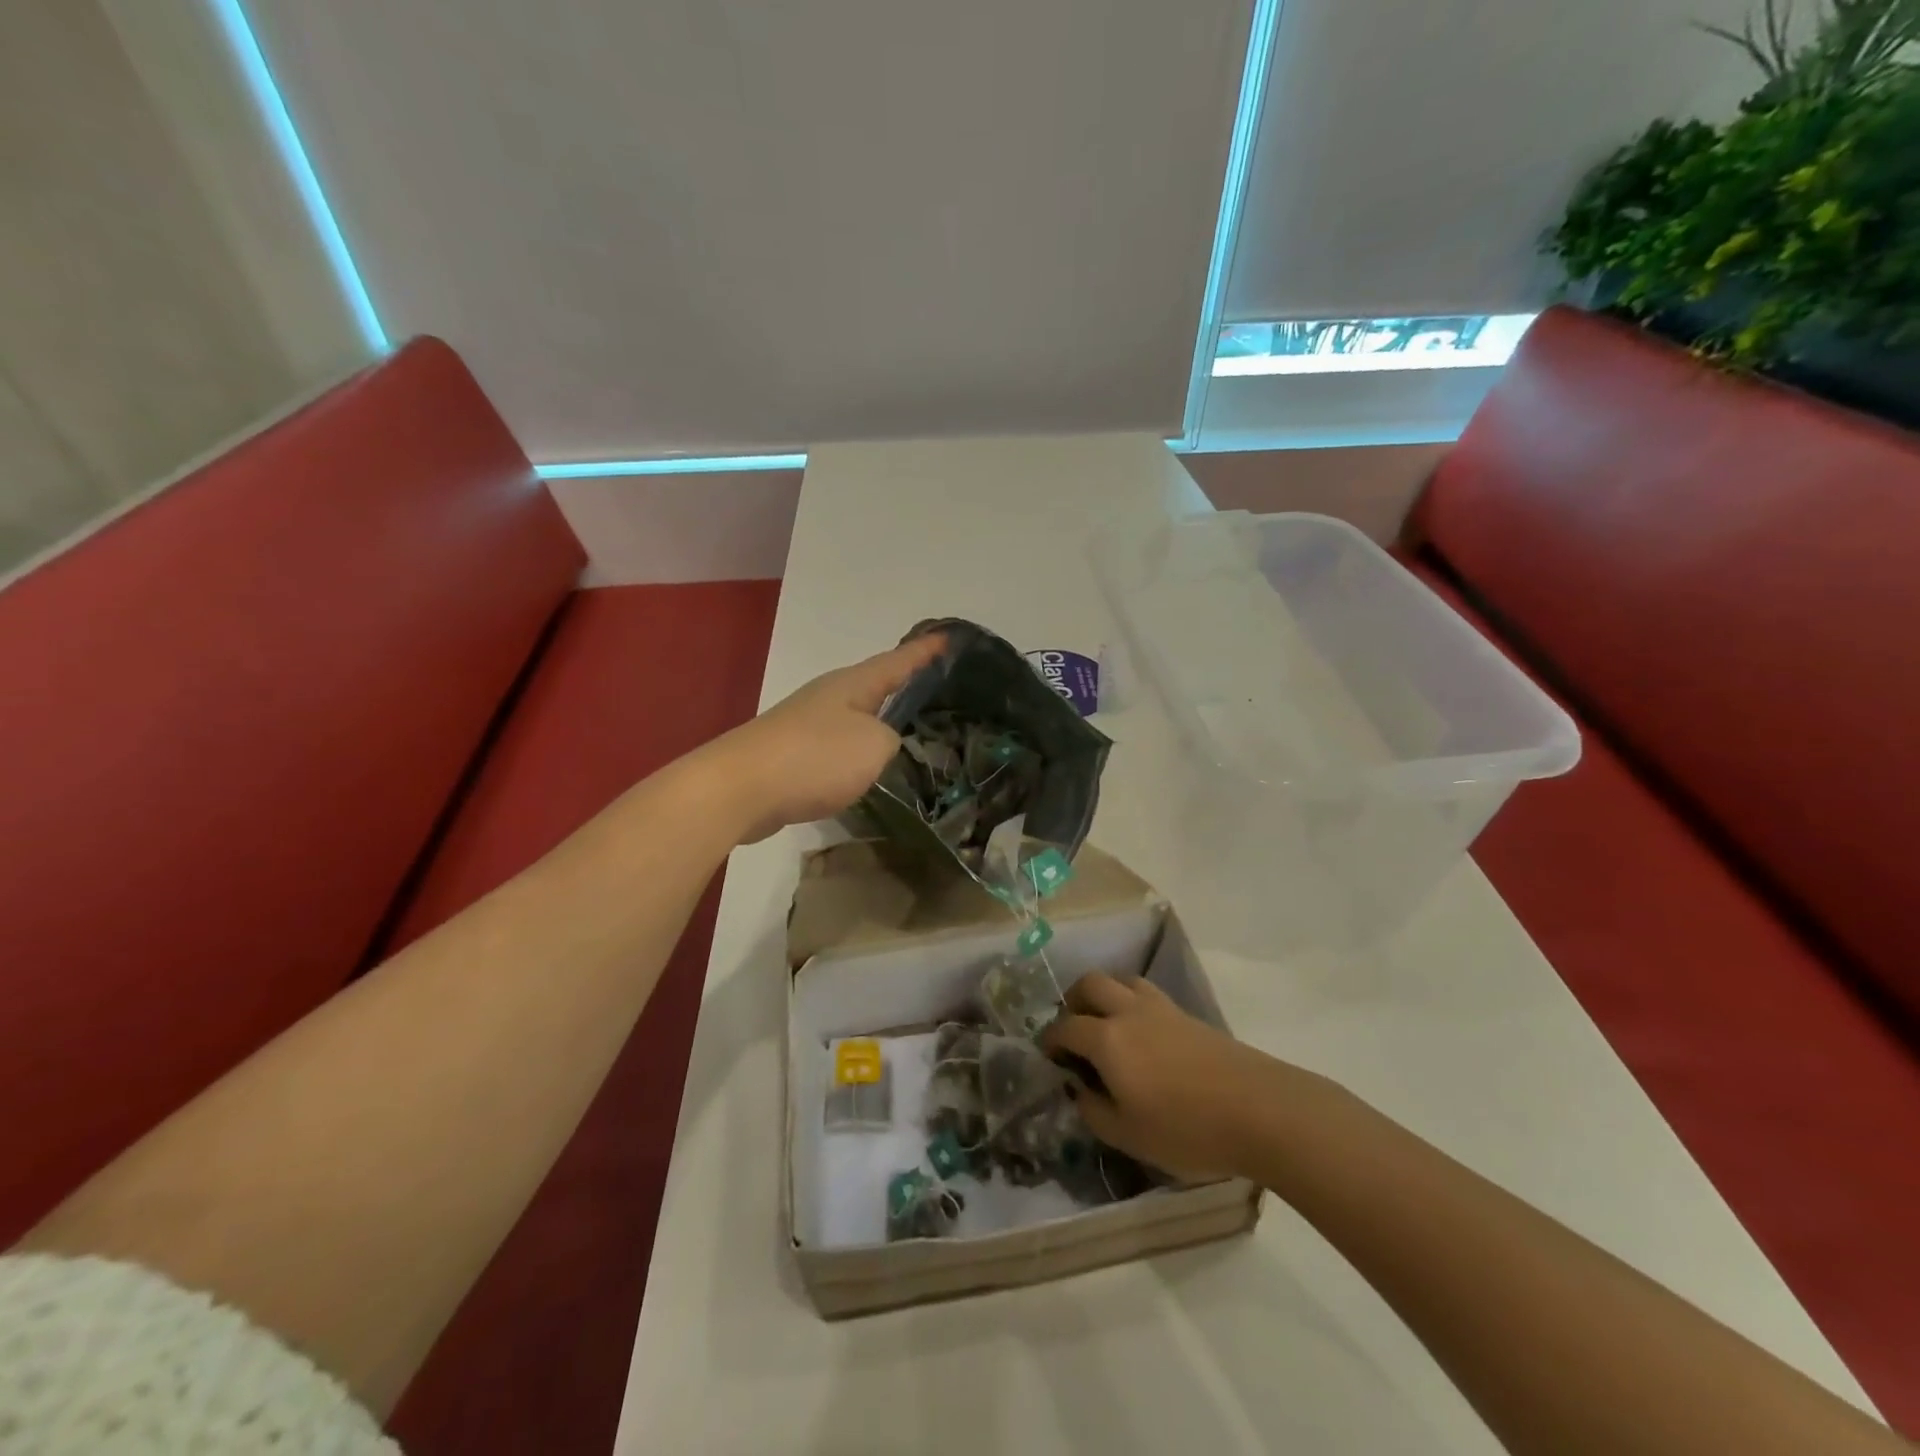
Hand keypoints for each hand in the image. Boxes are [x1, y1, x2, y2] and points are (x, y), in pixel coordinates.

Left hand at [706, 634, 945, 843]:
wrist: (741, 788)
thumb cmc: (815, 757)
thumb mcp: (873, 746)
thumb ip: (889, 740)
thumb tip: (877, 744)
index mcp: (852, 685)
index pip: (898, 662)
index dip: (925, 652)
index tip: (949, 638)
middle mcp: (828, 696)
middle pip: (873, 685)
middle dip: (901, 684)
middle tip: (933, 686)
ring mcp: (806, 724)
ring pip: (854, 717)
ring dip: (877, 721)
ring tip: (905, 730)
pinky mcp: (791, 755)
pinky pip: (836, 746)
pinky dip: (855, 751)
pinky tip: (864, 768)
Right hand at [1043, 973, 1285, 1181]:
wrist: (1260, 1110)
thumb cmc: (1186, 1129)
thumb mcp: (1128, 1135)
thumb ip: (1093, 1110)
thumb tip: (1078, 1089)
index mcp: (1107, 1039)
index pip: (1065, 1027)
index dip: (1051, 1040)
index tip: (1048, 1056)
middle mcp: (1128, 1012)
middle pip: (1091, 984)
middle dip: (1074, 1001)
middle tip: (1074, 1029)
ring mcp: (1161, 1008)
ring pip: (1122, 981)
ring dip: (1106, 995)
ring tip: (1108, 1025)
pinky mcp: (1188, 1015)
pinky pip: (1148, 994)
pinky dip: (1132, 1004)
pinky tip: (1143, 1035)